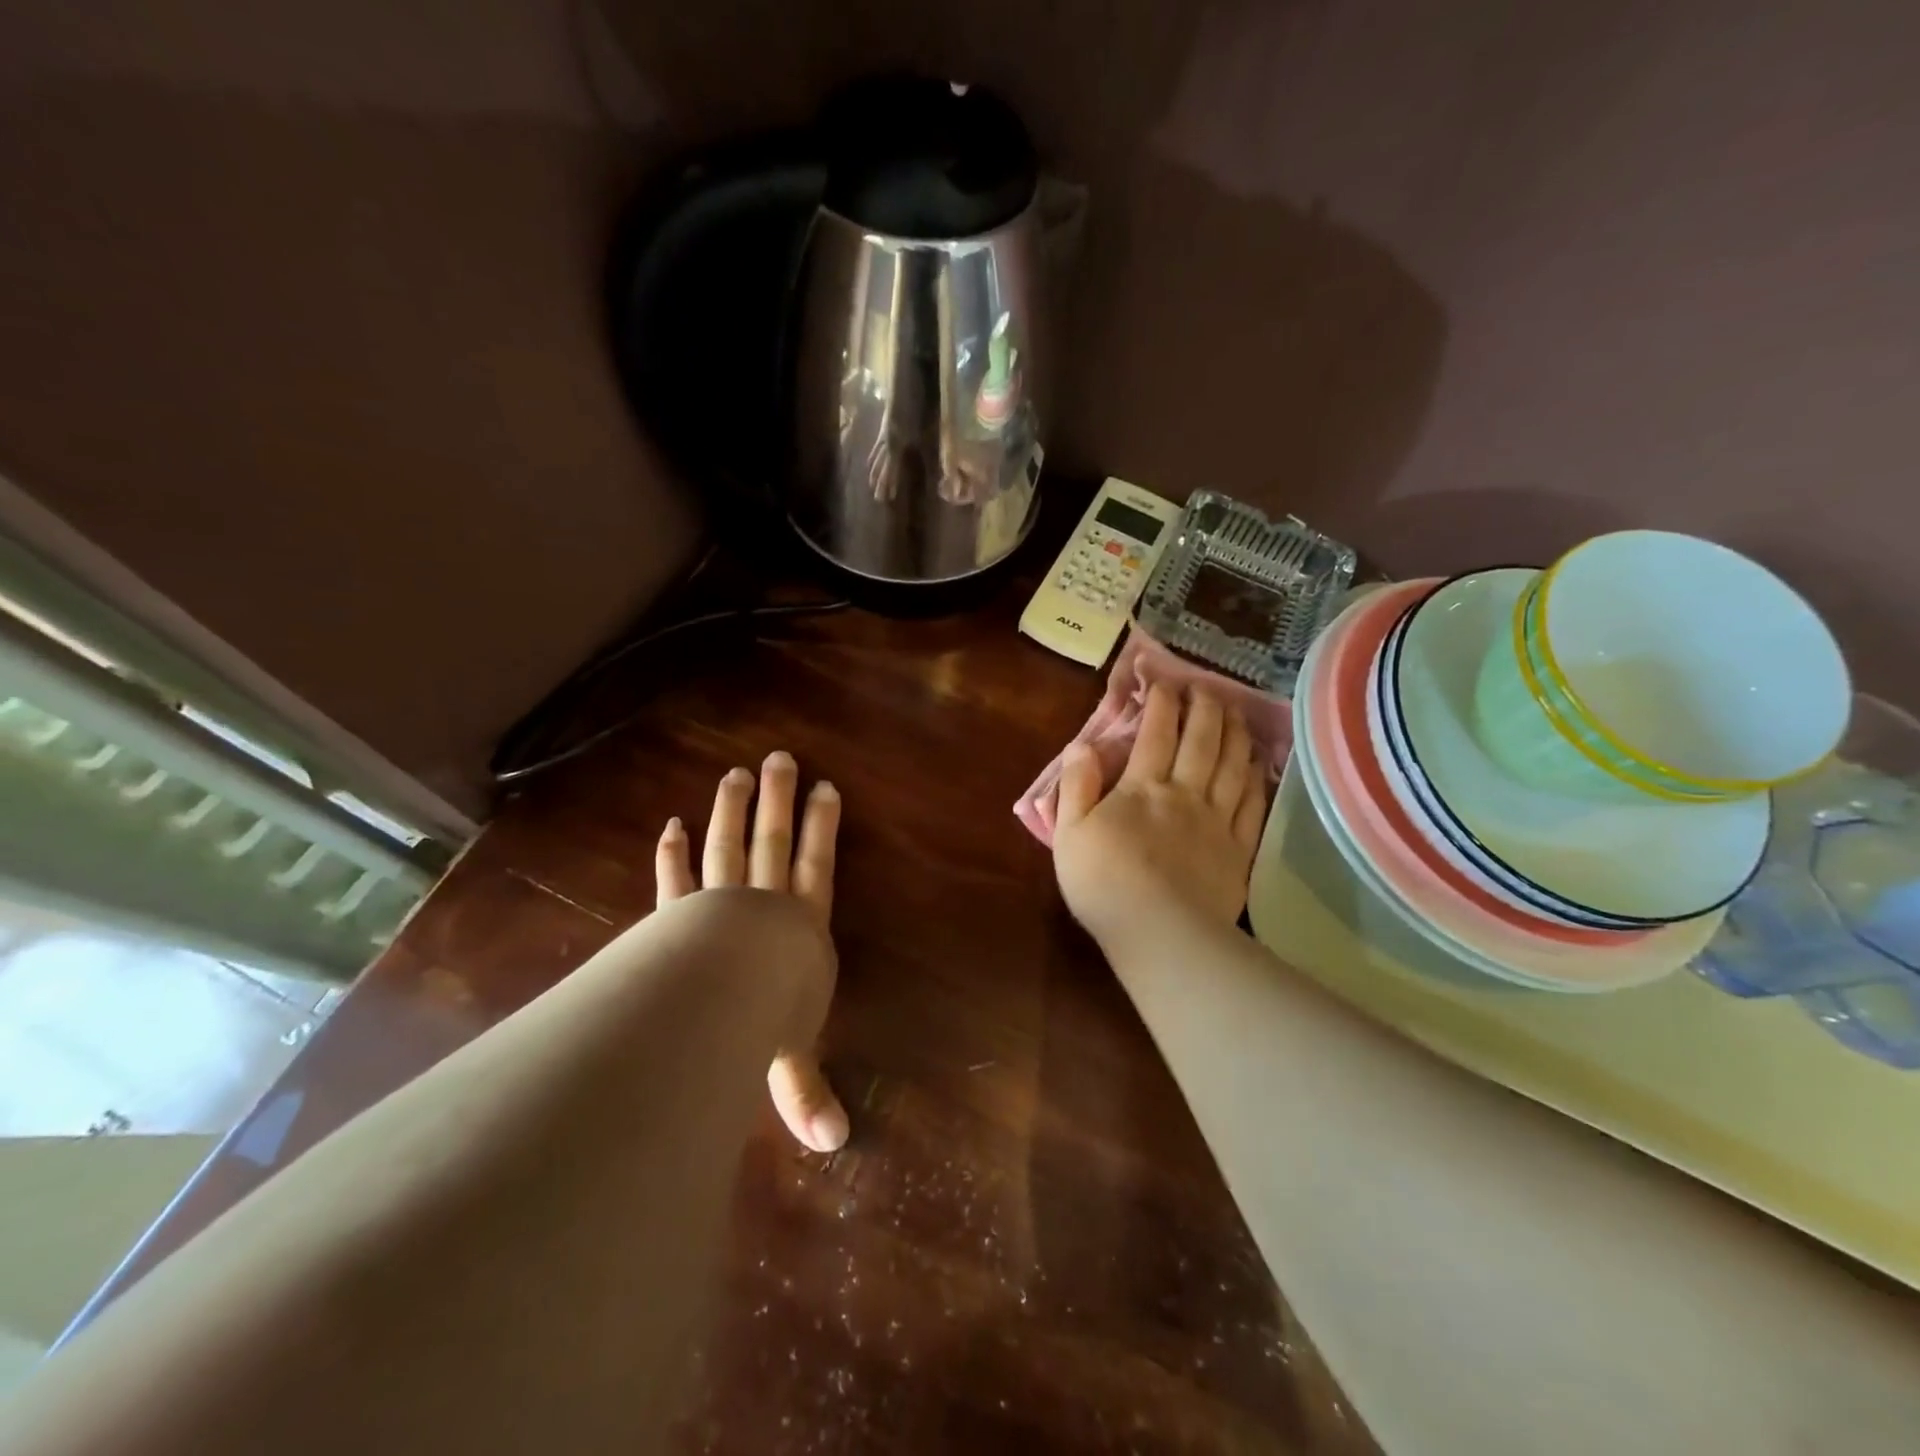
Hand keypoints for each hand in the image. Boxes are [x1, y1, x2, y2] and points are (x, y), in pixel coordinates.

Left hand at [655, 752, 849, 1152]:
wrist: (715, 998)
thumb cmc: (764, 1022)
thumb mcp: (790, 1060)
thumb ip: (806, 1094)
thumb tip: (837, 1145)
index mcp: (801, 930)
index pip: (818, 868)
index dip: (823, 829)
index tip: (827, 789)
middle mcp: (764, 906)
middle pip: (775, 843)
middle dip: (780, 801)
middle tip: (782, 758)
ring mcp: (717, 904)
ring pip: (729, 847)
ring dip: (732, 810)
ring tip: (735, 773)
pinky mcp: (675, 915)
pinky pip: (676, 877)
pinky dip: (672, 852)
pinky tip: (669, 823)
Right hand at [1053, 683, 1269, 950]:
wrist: (1160, 935)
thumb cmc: (1104, 884)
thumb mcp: (1070, 833)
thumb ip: (1076, 785)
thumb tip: (1082, 744)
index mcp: (1142, 788)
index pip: (1156, 732)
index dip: (1162, 701)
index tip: (1164, 680)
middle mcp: (1185, 793)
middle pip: (1202, 740)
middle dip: (1204, 707)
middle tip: (1206, 687)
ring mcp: (1217, 821)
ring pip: (1233, 765)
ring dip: (1235, 733)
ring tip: (1236, 712)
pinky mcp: (1239, 849)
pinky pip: (1253, 804)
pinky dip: (1257, 777)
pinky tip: (1257, 764)